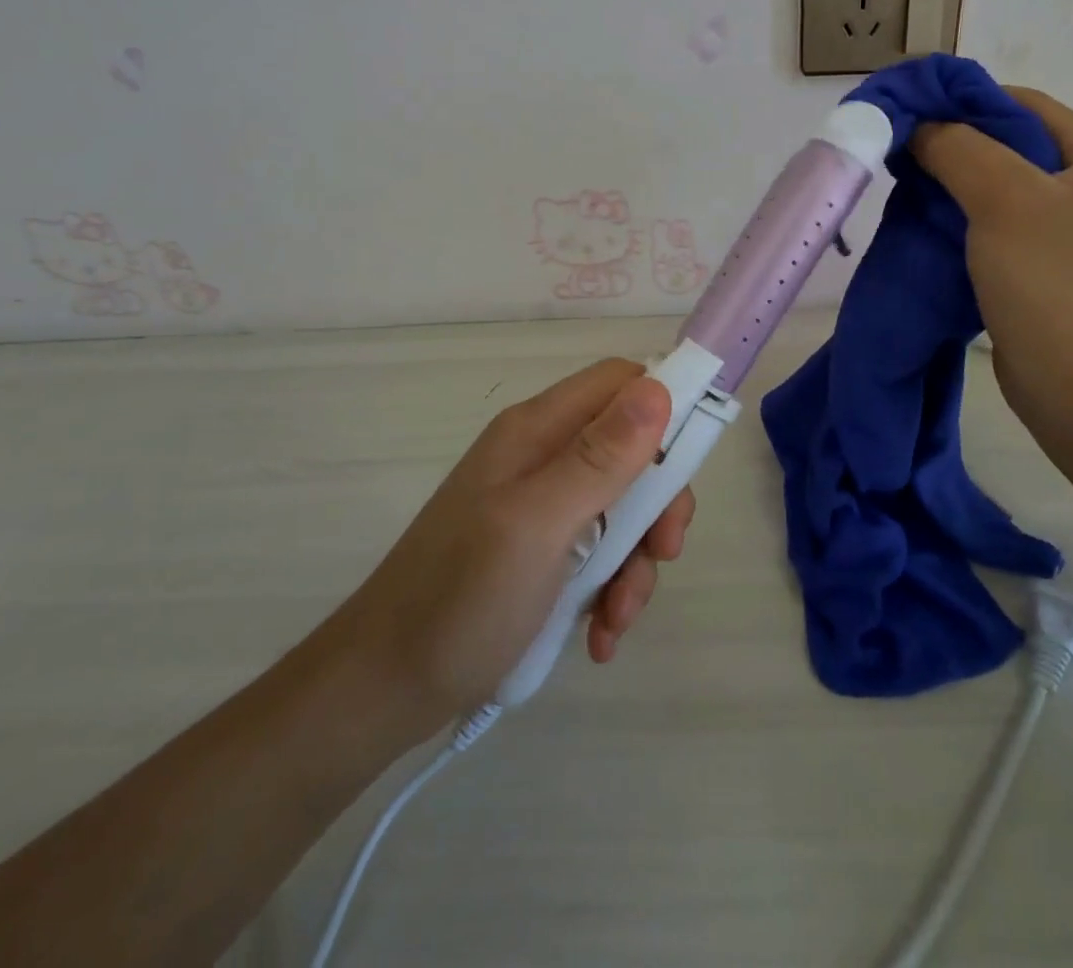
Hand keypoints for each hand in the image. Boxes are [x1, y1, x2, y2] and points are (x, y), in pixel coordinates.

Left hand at [340, 359, 692, 739]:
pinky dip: (610, 590)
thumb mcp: (538, 525)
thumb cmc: (460, 600)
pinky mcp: (540, 550)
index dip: (664, 409)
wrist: (383, 690)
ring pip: (623, 507)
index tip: (689, 467)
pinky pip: (599, 552)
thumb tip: (658, 389)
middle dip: (657, 504)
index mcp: (538, 431)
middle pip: (632, 449)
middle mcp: (542, 456)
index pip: (620, 382)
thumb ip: (600, 457)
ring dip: (635, 561)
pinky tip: (599, 635)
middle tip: (662, 553)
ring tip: (616, 618)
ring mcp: (540, 505)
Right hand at [911, 86, 1072, 424]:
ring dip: (949, 182)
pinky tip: (923, 222)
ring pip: (995, 185)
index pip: (1022, 104)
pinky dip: (957, 217)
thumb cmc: (1049, 282)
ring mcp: (1064, 230)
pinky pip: (991, 224)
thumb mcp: (1004, 199)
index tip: (909, 113)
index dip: (964, 101)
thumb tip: (918, 126)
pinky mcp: (1039, 266)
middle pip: (1008, 144)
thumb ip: (958, 148)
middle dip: (951, 143)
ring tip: (904, 184)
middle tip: (900, 151)